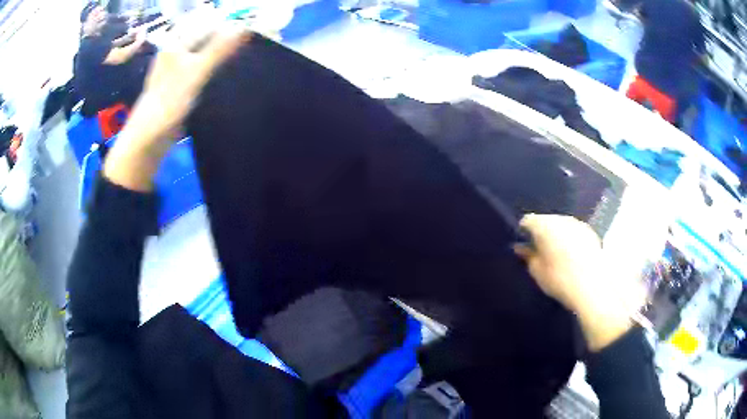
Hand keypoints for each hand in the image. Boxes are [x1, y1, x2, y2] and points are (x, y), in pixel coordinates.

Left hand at [104, 24, 249, 191]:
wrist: (149, 137)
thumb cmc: (168, 101)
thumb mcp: (196, 72)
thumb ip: (220, 49)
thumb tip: (244, 27)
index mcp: (176, 41)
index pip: (208, 22)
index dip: (229, 23)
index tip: (250, 29)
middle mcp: (176, 49)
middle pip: (206, 36)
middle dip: (227, 37)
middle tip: (248, 43)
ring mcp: (178, 66)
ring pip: (205, 52)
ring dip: (222, 53)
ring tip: (241, 56)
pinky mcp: (181, 82)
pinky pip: (201, 67)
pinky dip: (214, 67)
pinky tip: (225, 71)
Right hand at [515, 214, 644, 351]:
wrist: (591, 286)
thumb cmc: (559, 279)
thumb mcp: (537, 271)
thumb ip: (527, 256)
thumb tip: (520, 247)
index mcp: (544, 225)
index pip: (527, 220)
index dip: (523, 232)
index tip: (523, 246)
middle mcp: (561, 218)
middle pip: (545, 220)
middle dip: (541, 233)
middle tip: (539, 251)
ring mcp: (577, 223)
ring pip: (561, 225)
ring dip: (556, 235)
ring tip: (556, 254)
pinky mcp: (590, 232)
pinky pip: (574, 232)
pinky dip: (570, 239)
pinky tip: (571, 256)